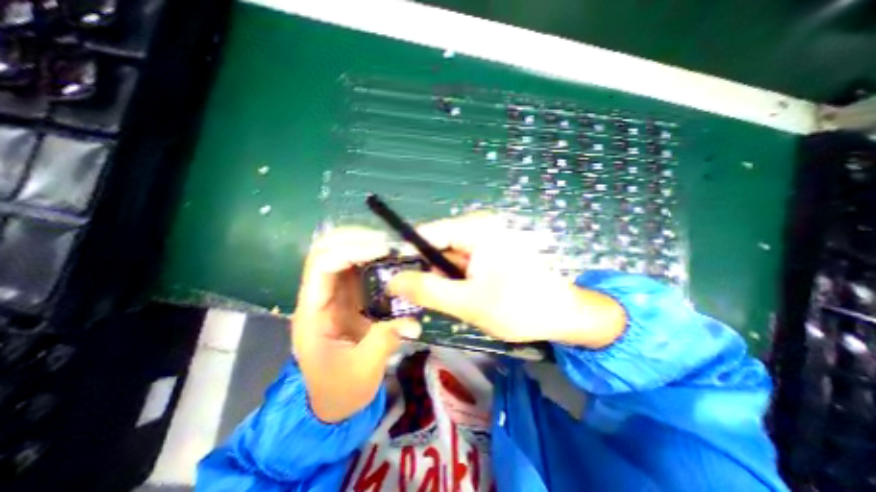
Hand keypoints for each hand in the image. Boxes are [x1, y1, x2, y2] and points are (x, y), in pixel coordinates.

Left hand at [289, 227, 419, 422]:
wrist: (334, 400)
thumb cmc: (341, 389)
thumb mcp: (363, 371)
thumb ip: (385, 341)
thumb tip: (413, 322)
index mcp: (312, 313)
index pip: (321, 265)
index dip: (350, 250)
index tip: (383, 251)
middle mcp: (320, 297)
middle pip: (327, 250)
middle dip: (357, 239)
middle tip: (389, 244)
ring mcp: (334, 295)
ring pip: (342, 254)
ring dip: (366, 245)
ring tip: (393, 248)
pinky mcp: (349, 297)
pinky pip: (358, 267)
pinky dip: (373, 258)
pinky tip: (391, 260)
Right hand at [386, 215, 625, 349]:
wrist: (566, 316)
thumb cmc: (521, 307)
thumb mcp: (468, 302)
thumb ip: (427, 291)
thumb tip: (392, 281)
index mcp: (477, 228)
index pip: (428, 233)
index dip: (407, 255)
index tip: (394, 279)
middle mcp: (481, 226)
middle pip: (439, 246)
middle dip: (431, 273)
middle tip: (432, 300)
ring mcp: (489, 238)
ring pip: (451, 257)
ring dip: (447, 280)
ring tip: (460, 302)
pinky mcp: (494, 251)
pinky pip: (465, 263)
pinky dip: (460, 280)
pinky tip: (470, 297)